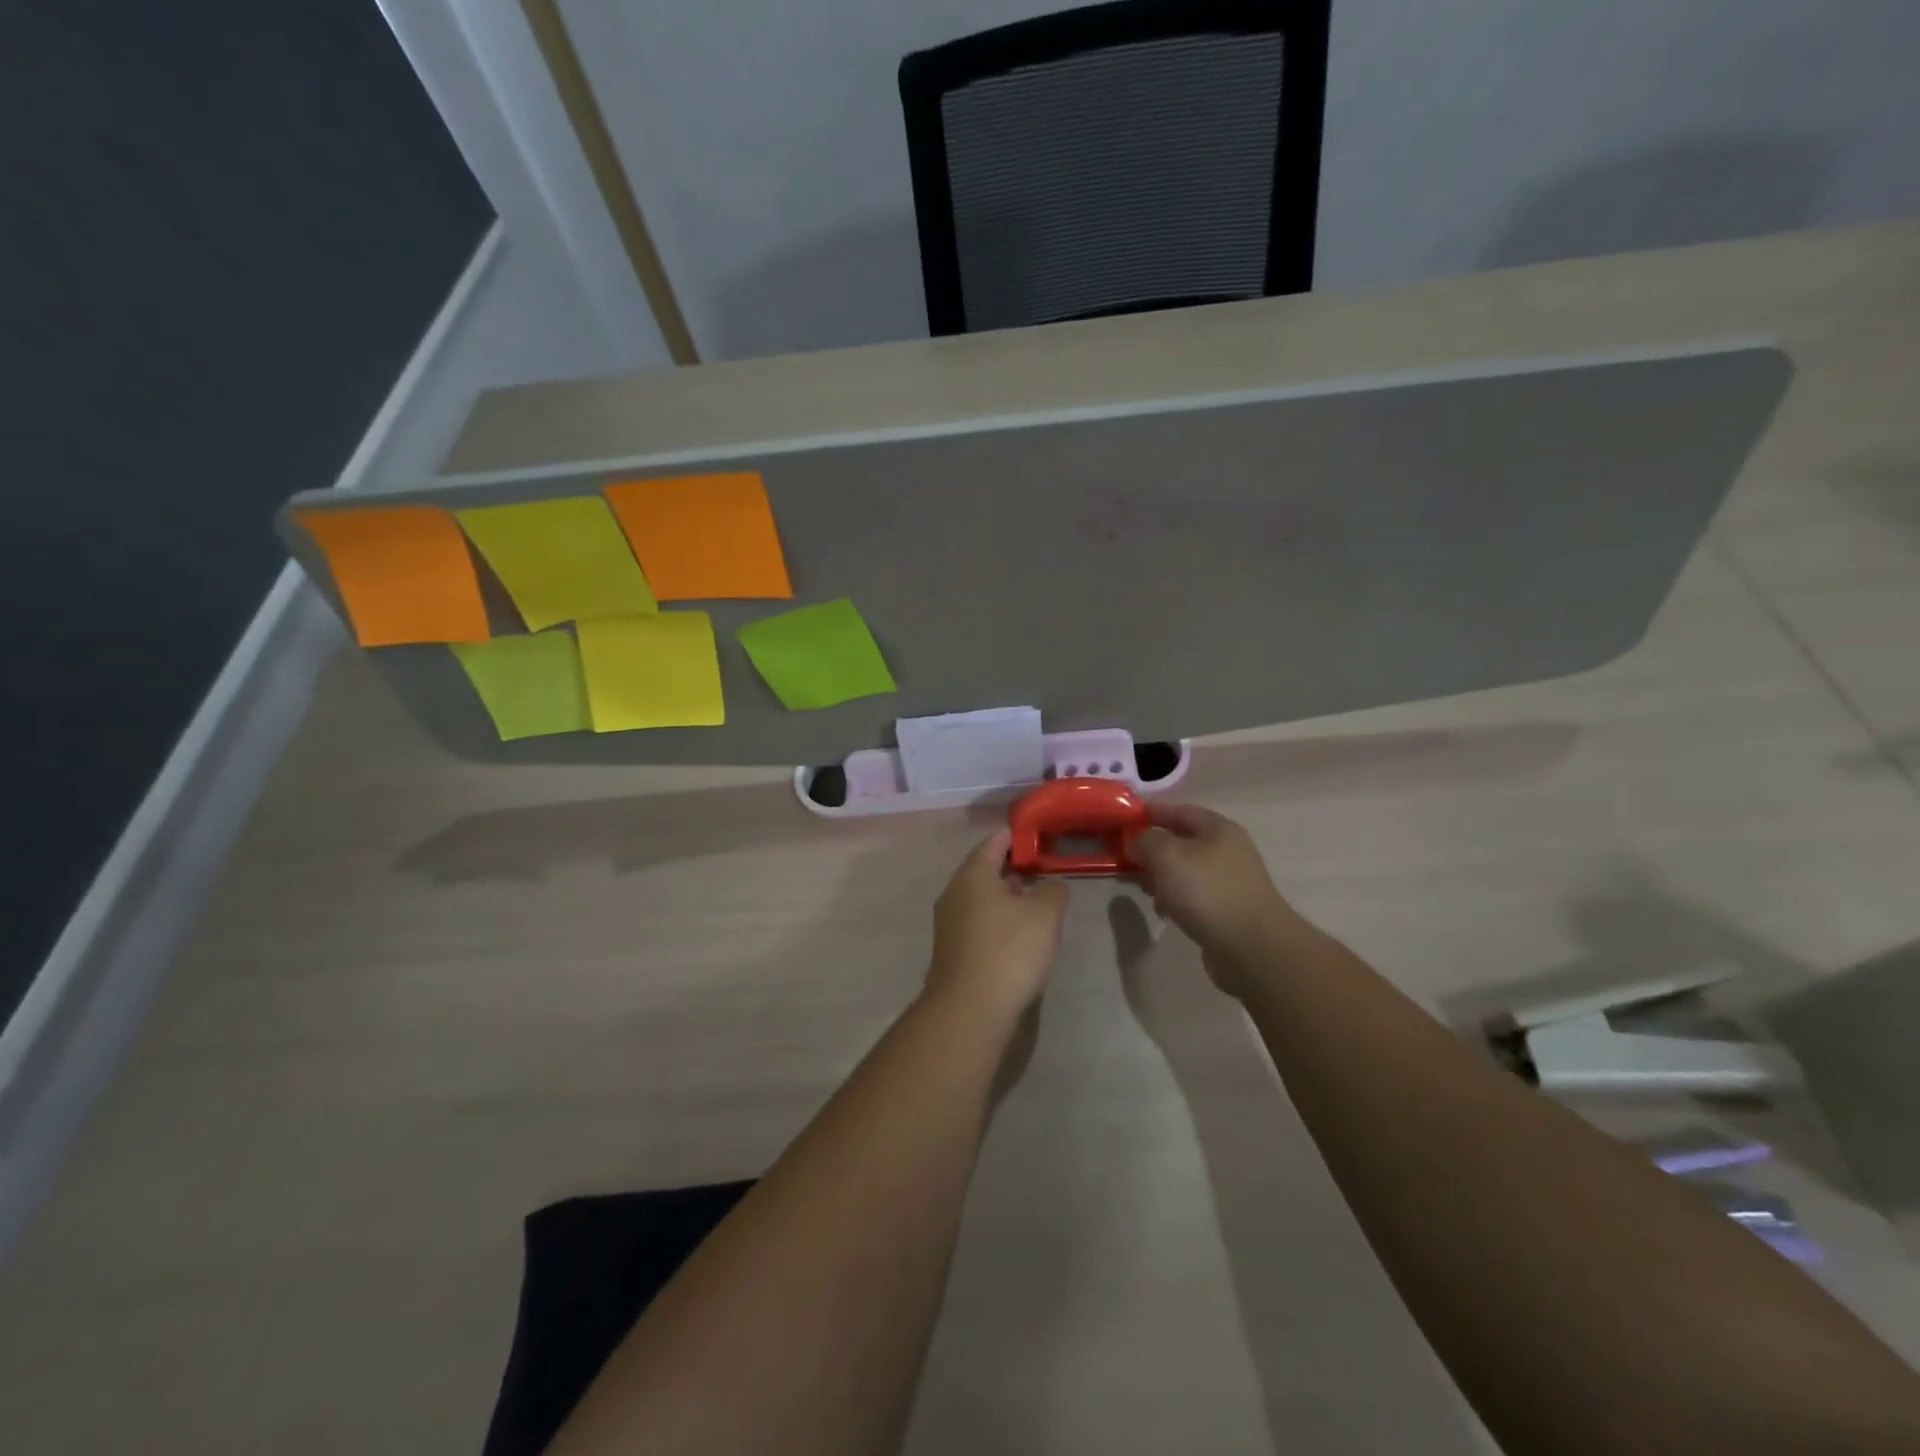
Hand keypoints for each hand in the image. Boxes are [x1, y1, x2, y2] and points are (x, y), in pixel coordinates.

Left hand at [925, 830, 1068, 1021]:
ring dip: (1001, 897)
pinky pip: (975, 923)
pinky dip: (994, 920)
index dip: (1014, 837)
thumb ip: (1053, 892)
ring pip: (977, 899)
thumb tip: (1051, 885)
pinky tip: (1014, 934)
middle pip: (982, 871)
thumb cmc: (1009, 949)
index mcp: (973, 875)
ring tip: (1029, 901)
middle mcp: (953, 893)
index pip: (992, 843)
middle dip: (1008, 868)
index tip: (1032, 835)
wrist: (970, 1007)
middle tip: (1035, 868)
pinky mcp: (949, 951)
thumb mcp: (1045, 915)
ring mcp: (947, 924)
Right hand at [1130, 804, 1302, 993]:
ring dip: (1161, 875)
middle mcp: (1227, 850)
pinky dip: (1175, 898)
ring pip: (1185, 870)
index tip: (1122, 819)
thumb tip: (1137, 841)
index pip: (1178, 810)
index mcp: (1218, 828)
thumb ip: (1145, 840)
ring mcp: (1229, 882)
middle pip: (1181, 841)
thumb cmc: (1207, 891)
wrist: (1251, 948)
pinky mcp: (1227, 910)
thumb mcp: (1166, 855)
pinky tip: (1162, 910)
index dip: (1150, 812)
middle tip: (1124, 857)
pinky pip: (1193, 895)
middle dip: (1151, 848)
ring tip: (1139, 886)